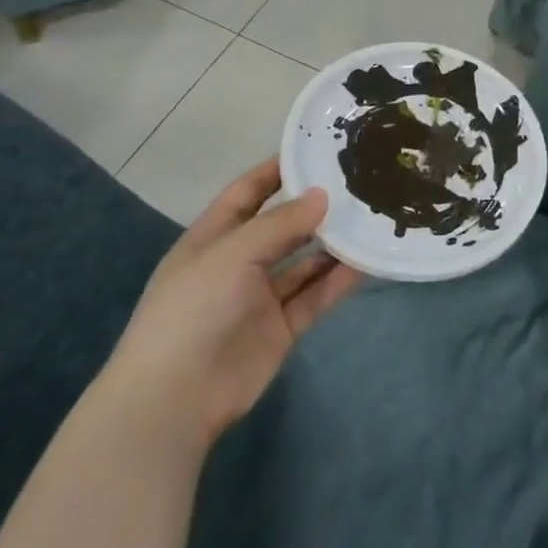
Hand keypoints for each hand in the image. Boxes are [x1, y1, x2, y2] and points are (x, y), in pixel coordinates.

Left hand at [99, 159, 361, 446]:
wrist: (175, 399)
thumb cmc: (193, 310)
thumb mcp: (232, 253)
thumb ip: (281, 223)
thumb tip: (323, 195)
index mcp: (213, 237)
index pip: (248, 192)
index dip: (277, 170)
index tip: (316, 149)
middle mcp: (239, 262)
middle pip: (282, 225)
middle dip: (315, 206)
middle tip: (359, 182)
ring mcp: (261, 296)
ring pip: (304, 261)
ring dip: (333, 243)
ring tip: (372, 217)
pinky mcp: (282, 327)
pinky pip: (315, 295)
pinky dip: (339, 280)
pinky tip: (367, 261)